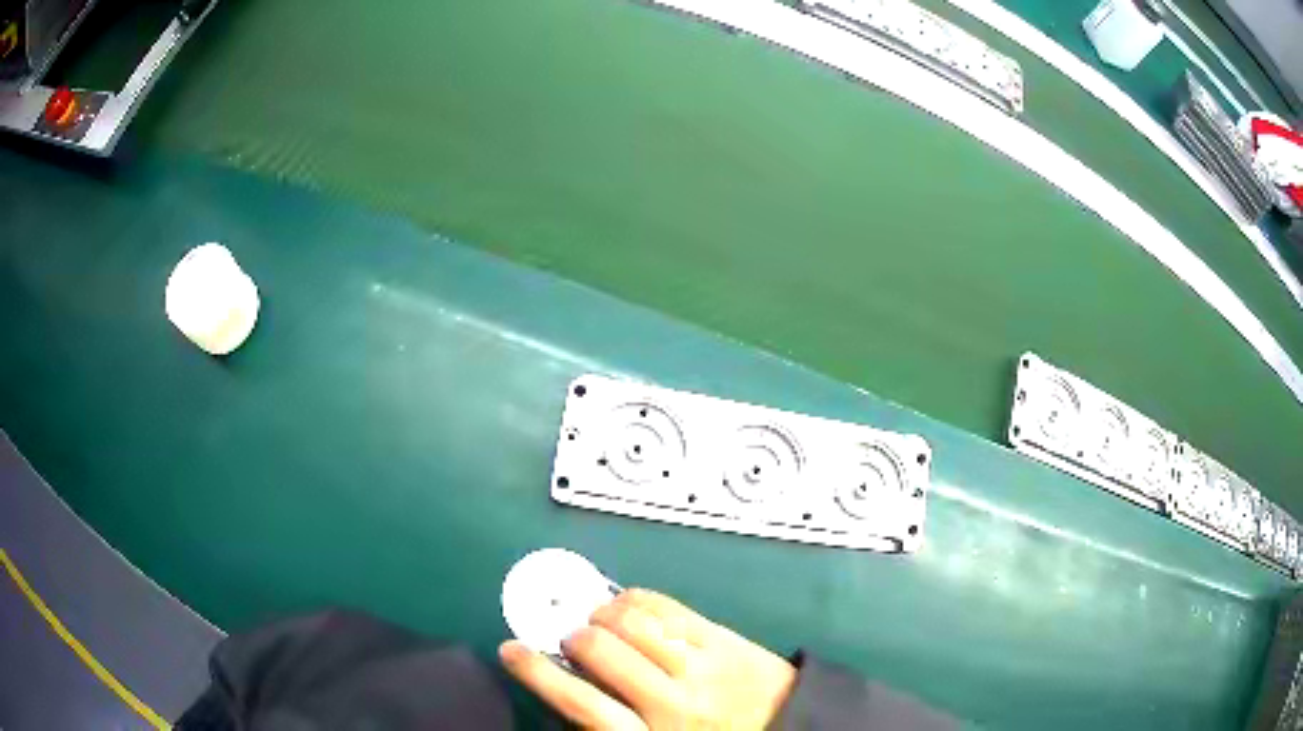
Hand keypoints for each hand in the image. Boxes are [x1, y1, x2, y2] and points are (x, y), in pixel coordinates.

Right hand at [500, 588, 796, 729]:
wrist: (791, 730)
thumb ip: (611, 726)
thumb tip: (568, 688)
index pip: (581, 704)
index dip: (538, 674)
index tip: (511, 650)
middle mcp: (673, 703)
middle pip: (601, 651)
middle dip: (575, 636)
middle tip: (573, 636)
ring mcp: (703, 667)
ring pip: (633, 622)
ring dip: (604, 613)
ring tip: (601, 618)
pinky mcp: (725, 641)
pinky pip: (668, 607)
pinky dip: (637, 599)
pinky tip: (629, 604)